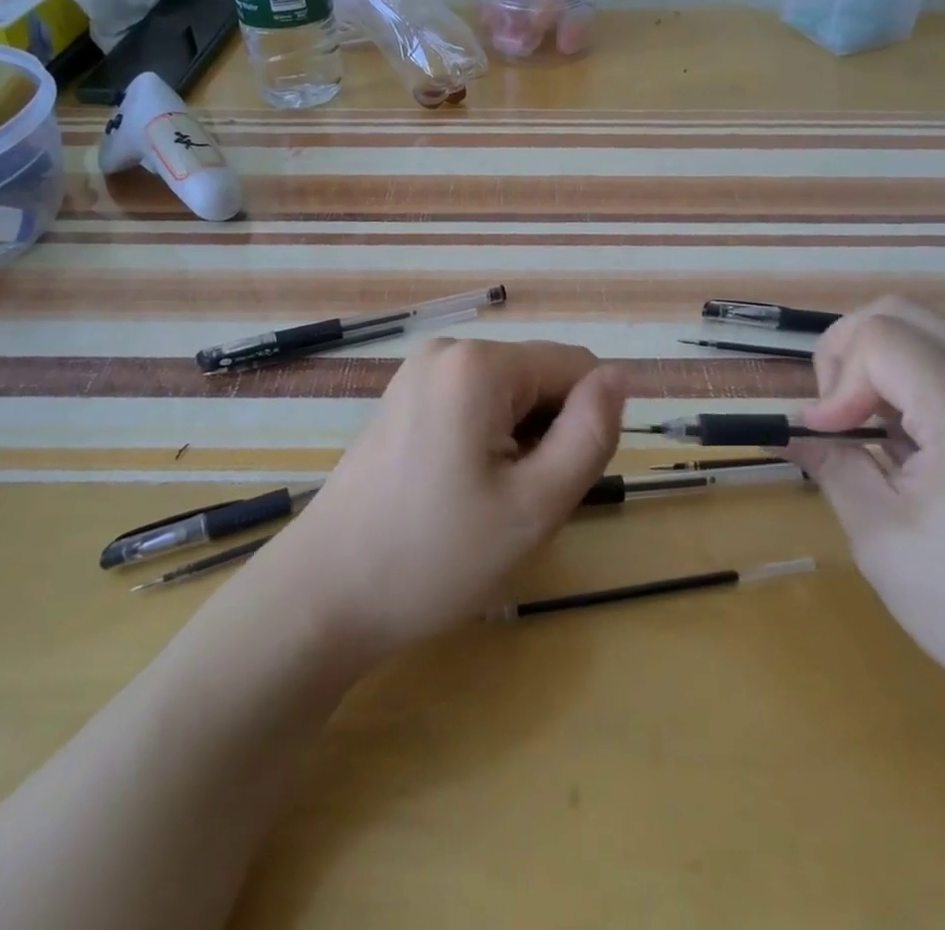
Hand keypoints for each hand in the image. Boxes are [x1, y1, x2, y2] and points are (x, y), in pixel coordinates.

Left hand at [266, 339, 625, 664]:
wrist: (324, 594)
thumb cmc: (436, 556)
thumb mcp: (536, 504)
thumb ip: (590, 433)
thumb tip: (619, 377)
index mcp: (479, 363)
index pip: (576, 367)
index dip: (585, 426)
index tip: (555, 485)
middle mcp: (448, 350)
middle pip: (540, 378)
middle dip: (548, 434)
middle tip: (518, 504)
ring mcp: (419, 372)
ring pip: (510, 395)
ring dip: (520, 442)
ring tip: (486, 502)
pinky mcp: (403, 397)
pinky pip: (474, 404)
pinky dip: (487, 441)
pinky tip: (459, 491)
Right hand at [790, 297, 944, 736]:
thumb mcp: (879, 537)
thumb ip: (832, 462)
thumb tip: (797, 431)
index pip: (880, 337)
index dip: (836, 378)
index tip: (827, 433)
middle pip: (907, 313)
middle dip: (853, 351)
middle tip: (840, 411)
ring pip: (941, 336)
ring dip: (892, 367)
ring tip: (883, 431)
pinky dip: (933, 386)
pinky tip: (932, 446)